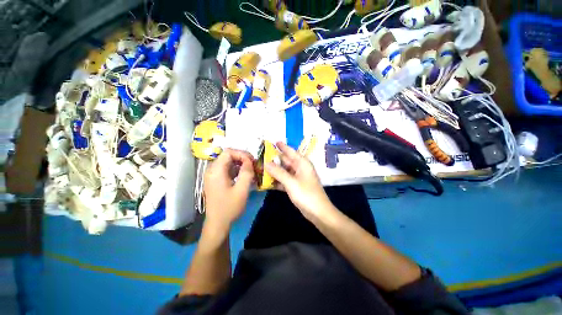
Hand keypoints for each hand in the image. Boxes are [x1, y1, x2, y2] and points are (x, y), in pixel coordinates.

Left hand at [203, 149, 254, 231]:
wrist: (217, 224)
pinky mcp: (216, 180)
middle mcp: (212, 170)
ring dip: (240, 164)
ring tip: (251, 170)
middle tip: (253, 165)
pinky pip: (227, 169)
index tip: (252, 161)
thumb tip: (249, 161)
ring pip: (228, 162)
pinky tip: (244, 176)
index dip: (241, 154)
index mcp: (216, 171)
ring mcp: (213, 175)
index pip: (228, 152)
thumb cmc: (229, 207)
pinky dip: (236, 170)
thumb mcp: (242, 190)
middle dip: (242, 158)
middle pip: (227, 156)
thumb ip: (246, 173)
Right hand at [265, 142, 333, 219]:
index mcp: (302, 163)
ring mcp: (297, 177)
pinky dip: (277, 180)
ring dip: (274, 170)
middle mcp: (300, 168)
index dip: (282, 146)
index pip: (290, 151)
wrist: (318, 212)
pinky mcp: (295, 186)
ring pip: (284, 171)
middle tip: (261, 156)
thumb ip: (278, 172)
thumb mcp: (291, 182)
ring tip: (261, 168)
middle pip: (286, 161)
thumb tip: (266, 163)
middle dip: (275, 159)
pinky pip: (284, 180)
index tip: (273, 141)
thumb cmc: (306, 194)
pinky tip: (267, 181)